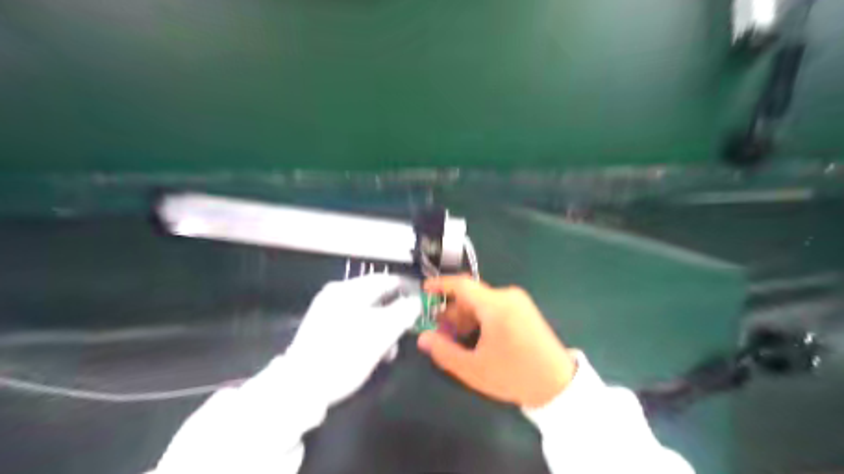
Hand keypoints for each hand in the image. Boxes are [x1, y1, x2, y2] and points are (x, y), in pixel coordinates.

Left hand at [286, 276, 421, 409]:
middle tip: (407, 331)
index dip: (408, 290)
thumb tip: (417, 301)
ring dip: (382, 326)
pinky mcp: (322, 326)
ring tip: (389, 350)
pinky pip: (353, 321)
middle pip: (376, 296)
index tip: (422, 303)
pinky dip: (367, 332)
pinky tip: (372, 351)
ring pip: (366, 310)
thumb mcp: (380, 334)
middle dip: (395, 313)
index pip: (387, 280)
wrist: (299, 387)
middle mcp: (337, 293)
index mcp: (349, 290)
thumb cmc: (344, 355)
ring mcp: (327, 309)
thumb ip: (403, 313)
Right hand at [418, 276, 577, 408]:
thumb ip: (444, 351)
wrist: (558, 385)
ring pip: (482, 301)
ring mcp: (519, 301)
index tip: (425, 291)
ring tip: (457, 338)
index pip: (462, 285)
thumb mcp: (473, 369)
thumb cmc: (514, 376)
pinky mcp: (525, 309)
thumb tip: (423, 338)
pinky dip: (481, 317)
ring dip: (466, 316)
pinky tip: (476, 336)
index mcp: (496, 306)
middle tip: (440, 330)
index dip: (440, 285)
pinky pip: (495, 306)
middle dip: (452, 310)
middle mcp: (507, 296)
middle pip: (471, 295)